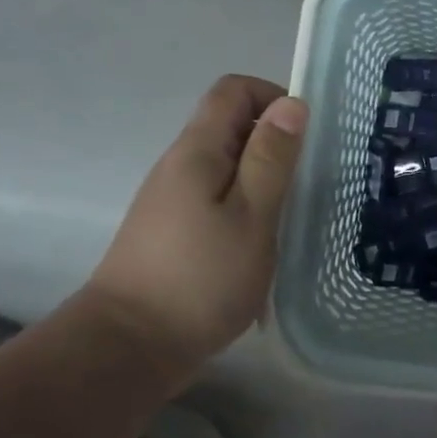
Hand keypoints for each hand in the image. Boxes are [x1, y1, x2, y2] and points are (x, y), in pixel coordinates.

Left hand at [83, 75, 306, 370]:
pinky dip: (245, 208)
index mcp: (197, 151)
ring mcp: (172, 199)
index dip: (273, 97)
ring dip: (262, 179)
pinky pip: (216, 199)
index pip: (233, 90)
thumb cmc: (201, 278)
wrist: (129, 346)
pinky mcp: (173, 231)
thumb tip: (292, 103)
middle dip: (274, 142)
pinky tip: (260, 244)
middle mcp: (179, 165)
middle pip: (230, 126)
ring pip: (225, 166)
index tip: (305, 136)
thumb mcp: (252, 215)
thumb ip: (272, 158)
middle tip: (307, 182)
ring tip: (290, 217)